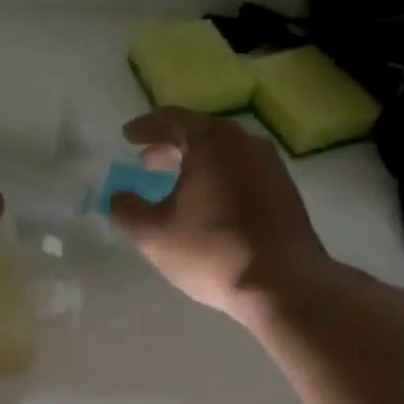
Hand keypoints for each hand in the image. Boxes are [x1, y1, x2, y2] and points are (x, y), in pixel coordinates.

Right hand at [108, 108, 332, 316]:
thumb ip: (127, 211)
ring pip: (224, 155)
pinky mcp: (284, 192)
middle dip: (170, 146)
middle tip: (146, 161)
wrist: (284, 284)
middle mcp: (245, 144)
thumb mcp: (153, 235)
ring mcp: (271, 167)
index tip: (127, 136)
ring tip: (175, 184)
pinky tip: (208, 205)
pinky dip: (218, 179)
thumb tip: (119, 198)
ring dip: (196, 165)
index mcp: (212, 142)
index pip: (172, 120)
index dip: (145, 127)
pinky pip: (242, 173)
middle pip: (201, 134)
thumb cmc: (213, 252)